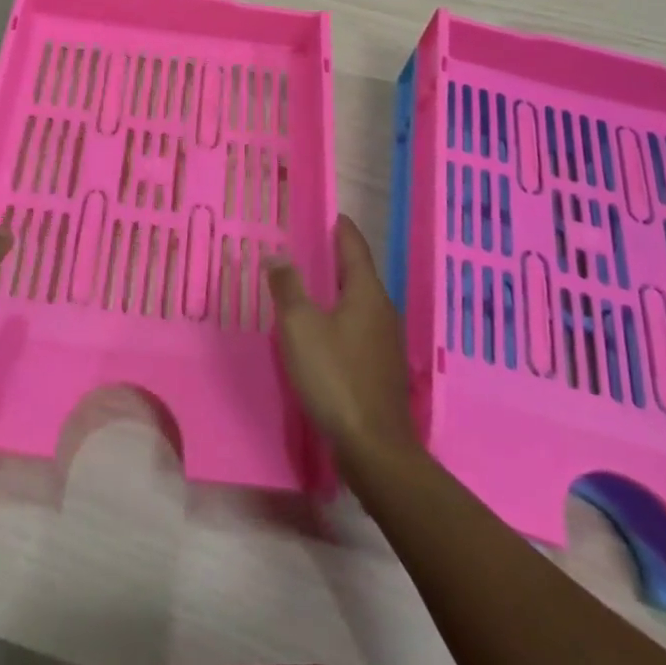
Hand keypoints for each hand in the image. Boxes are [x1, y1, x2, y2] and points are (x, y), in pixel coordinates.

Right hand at [267, 215, 420, 479]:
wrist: (375, 450)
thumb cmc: (335, 377)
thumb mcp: (300, 327)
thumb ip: (288, 288)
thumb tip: (278, 256)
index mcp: (366, 292)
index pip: (354, 245)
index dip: (340, 227)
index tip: (327, 213)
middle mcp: (382, 310)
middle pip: (358, 273)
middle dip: (335, 259)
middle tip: (306, 248)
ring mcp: (387, 342)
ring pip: (359, 303)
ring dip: (337, 291)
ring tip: (309, 288)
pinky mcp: (383, 370)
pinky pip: (360, 329)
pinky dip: (341, 319)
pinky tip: (323, 332)